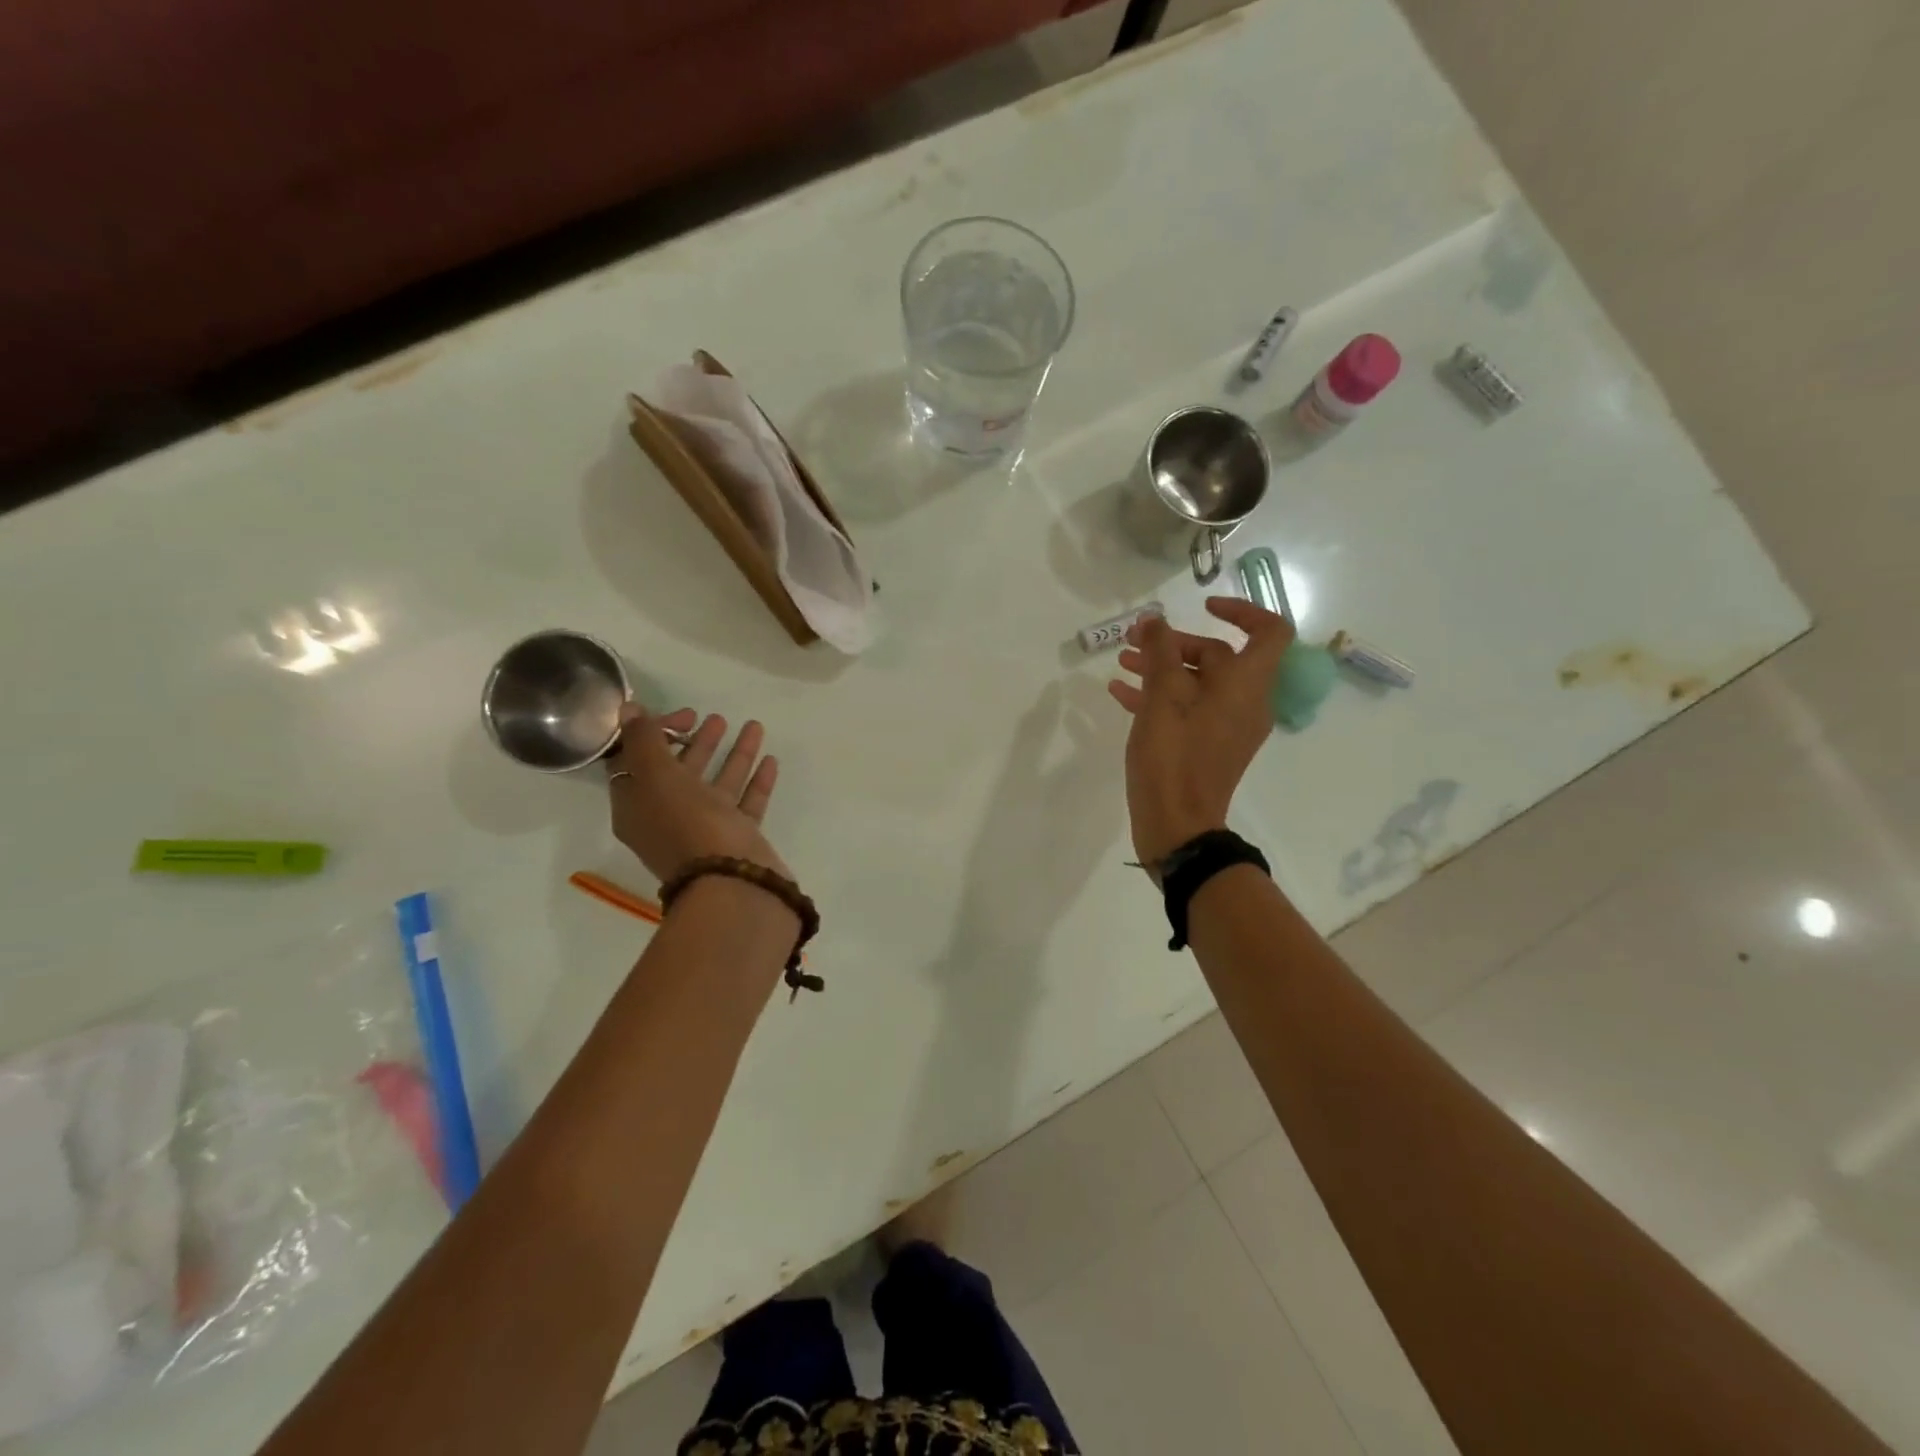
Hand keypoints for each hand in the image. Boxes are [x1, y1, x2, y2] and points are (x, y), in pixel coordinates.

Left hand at [607, 705, 788, 883]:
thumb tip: (628, 709)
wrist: (732, 882)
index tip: (684, 715)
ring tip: (754, 726)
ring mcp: (706, 830)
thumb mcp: (657, 776)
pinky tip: (770, 760)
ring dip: (733, 755)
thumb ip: (644, 739)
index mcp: (637, 806)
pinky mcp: (737, 839)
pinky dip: (755, 781)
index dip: (656, 733)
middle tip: (716, 718)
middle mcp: (668, 818)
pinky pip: (745, 803)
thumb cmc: (688, 825)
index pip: (638, 761)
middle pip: (680, 772)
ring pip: (717, 785)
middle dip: (698, 742)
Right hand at [1107, 598, 1293, 873]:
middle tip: (1135, 641)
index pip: (1269, 631)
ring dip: (1162, 668)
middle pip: (1218, 656)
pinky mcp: (1208, 746)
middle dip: (1175, 643)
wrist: (1177, 825)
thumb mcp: (1161, 698)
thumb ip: (1160, 651)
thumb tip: (1156, 619)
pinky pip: (1189, 709)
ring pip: (1198, 683)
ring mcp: (1227, 726)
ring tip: (1122, 662)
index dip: (1241, 610)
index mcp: (1246, 686)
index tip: (1203, 606)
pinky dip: (1160, 696)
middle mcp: (1245, 702)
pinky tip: (1120, 693)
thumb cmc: (1172, 757)